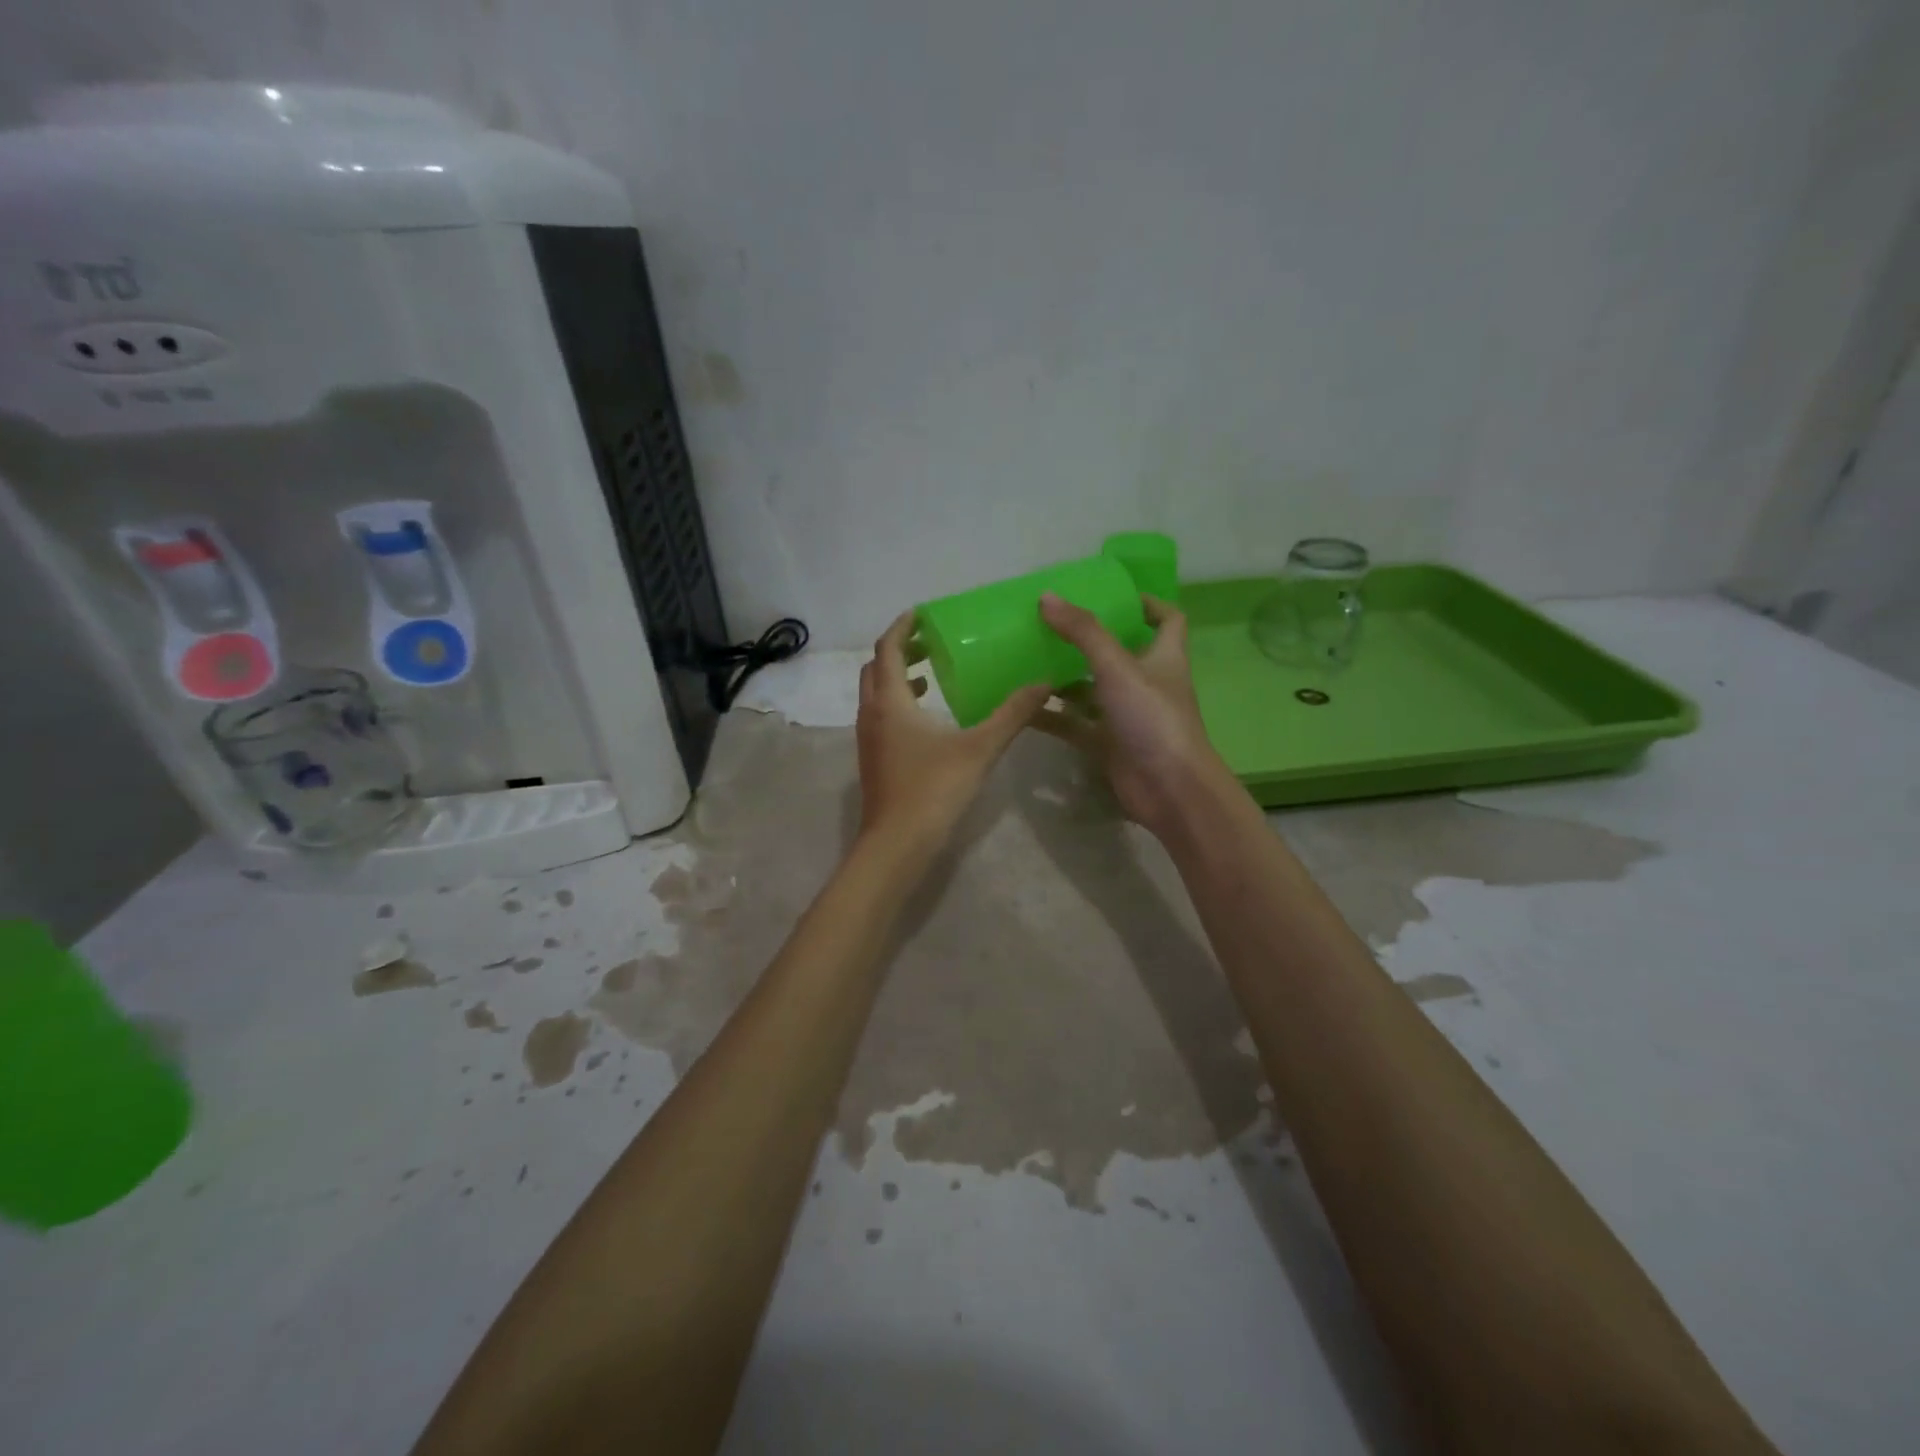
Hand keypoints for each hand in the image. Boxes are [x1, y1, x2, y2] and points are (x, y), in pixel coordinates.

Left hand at [856, 611, 1051, 854]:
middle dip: (900, 650)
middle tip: (930, 642)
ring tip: (931, 675)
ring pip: (875, 694)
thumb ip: (1012, 714)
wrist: (896, 844)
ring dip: (897, 677)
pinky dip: (898, 703)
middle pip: (876, 668)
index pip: (889, 649)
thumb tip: (1043, 684)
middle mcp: (872, 714)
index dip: (903, 627)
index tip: (921, 613)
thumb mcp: (980, 748)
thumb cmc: (934, 789)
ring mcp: (868, 739)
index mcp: (891, 701)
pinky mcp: (873, 760)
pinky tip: (927, 719)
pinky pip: (880, 716)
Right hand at [1032, 592, 1229, 835]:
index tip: (1113, 596)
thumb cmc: (1153, 718)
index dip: (1147, 604)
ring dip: (1064, 679)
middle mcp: (1146, 684)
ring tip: (1026, 661)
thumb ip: (1084, 632)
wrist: (1169, 789)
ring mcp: (1126, 716)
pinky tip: (1022, 706)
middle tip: (1050, 625)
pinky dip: (1052, 716)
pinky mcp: (1108, 745)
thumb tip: (1047, 597)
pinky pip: (1074, 724)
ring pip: (1091, 690)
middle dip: (1087, 640)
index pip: (1167, 620)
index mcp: (1163, 657)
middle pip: (1119, 653)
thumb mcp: (1118, 667)